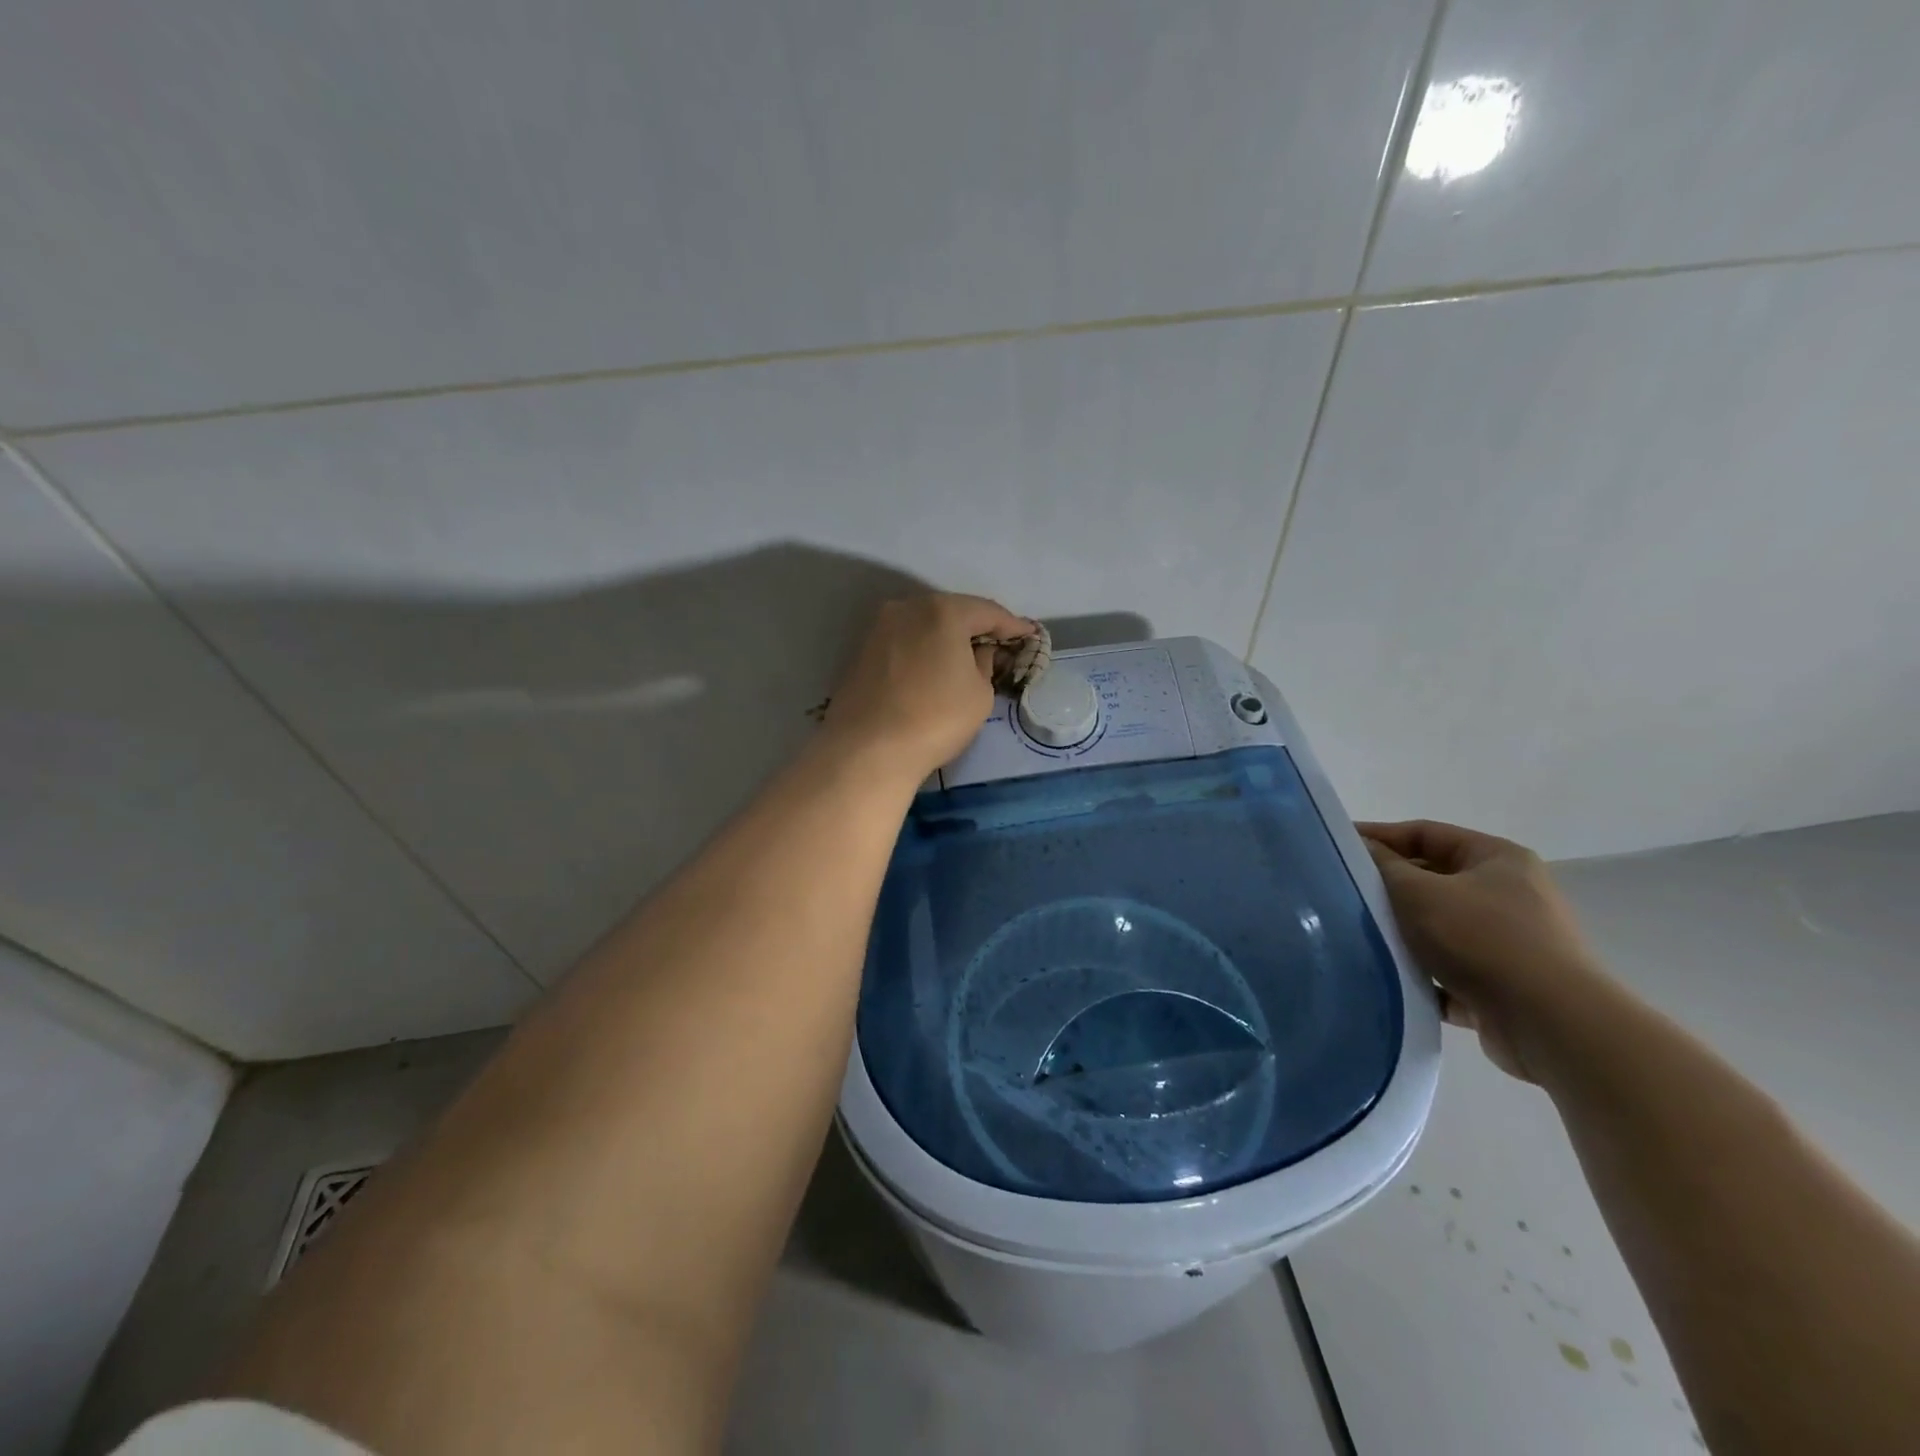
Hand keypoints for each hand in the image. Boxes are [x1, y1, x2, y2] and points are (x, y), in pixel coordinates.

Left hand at [821, 593, 1035, 783]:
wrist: (867, 750)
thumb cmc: (935, 719)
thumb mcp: (980, 694)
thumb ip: (984, 664)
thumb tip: (977, 653)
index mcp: (943, 611)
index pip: (987, 611)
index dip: (1012, 625)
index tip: (1029, 635)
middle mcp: (907, 608)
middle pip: (952, 611)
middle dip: (976, 627)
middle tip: (999, 644)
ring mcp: (879, 628)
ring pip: (924, 625)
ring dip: (946, 637)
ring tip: (966, 656)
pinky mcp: (861, 651)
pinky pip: (904, 642)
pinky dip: (923, 649)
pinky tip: (933, 667)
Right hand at [1360, 820, 1616, 1083]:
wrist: (1552, 1024)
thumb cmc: (1482, 940)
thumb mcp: (1418, 892)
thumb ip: (1383, 867)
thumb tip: (1359, 848)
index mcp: (1497, 858)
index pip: (1425, 833)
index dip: (1379, 836)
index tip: (1337, 846)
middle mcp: (1510, 894)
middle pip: (1432, 880)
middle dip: (1388, 888)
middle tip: (1341, 893)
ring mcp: (1511, 942)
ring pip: (1438, 928)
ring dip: (1402, 934)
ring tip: (1358, 936)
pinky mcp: (1504, 986)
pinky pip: (1450, 971)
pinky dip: (1422, 974)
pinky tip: (1390, 978)